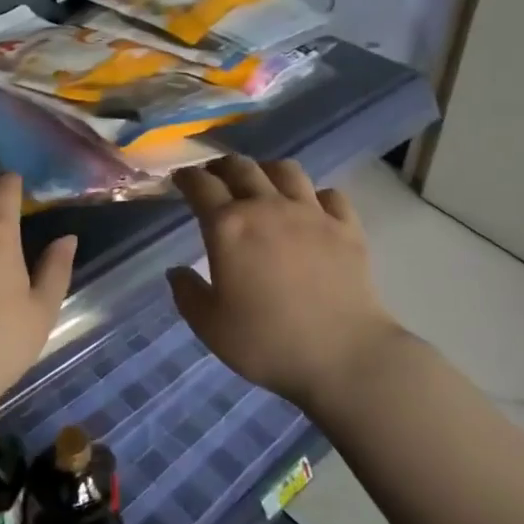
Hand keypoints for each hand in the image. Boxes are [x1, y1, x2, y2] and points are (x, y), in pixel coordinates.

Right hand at [168, 156, 403, 409]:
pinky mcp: (346, 227)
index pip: (200, 185)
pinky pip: (329, 194)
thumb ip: (187, 293)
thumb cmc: (267, 342)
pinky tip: (310, 208)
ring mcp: (311, 213)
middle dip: (222, 167)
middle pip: (241, 167)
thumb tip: (177, 271)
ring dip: (266, 170)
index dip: (186, 177)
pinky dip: (314, 195)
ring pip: (285, 170)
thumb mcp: (210, 326)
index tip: (180, 179)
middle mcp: (267, 207)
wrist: (344, 356)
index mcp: (228, 227)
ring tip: (261, 183)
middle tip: (214, 176)